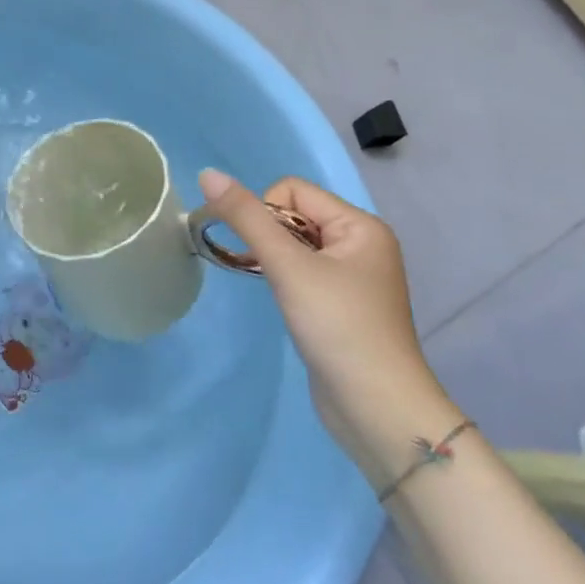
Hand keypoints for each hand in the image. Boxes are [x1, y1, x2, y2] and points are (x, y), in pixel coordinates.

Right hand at [196, 168, 459, 480]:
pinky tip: (288, 305)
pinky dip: (285, 280)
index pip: (293, 191)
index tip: (267, 254)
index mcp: (360, 225)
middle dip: (270, 239)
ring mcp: (353, 276)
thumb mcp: (288, 266)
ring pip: (294, 245)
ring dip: (274, 261)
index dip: (267, 214)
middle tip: (272, 275)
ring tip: (280, 292)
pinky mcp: (340, 304)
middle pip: (293, 215)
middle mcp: (361, 244)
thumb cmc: (338, 327)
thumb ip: (246, 217)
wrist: (378, 410)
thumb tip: (207, 173)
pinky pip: (302, 271)